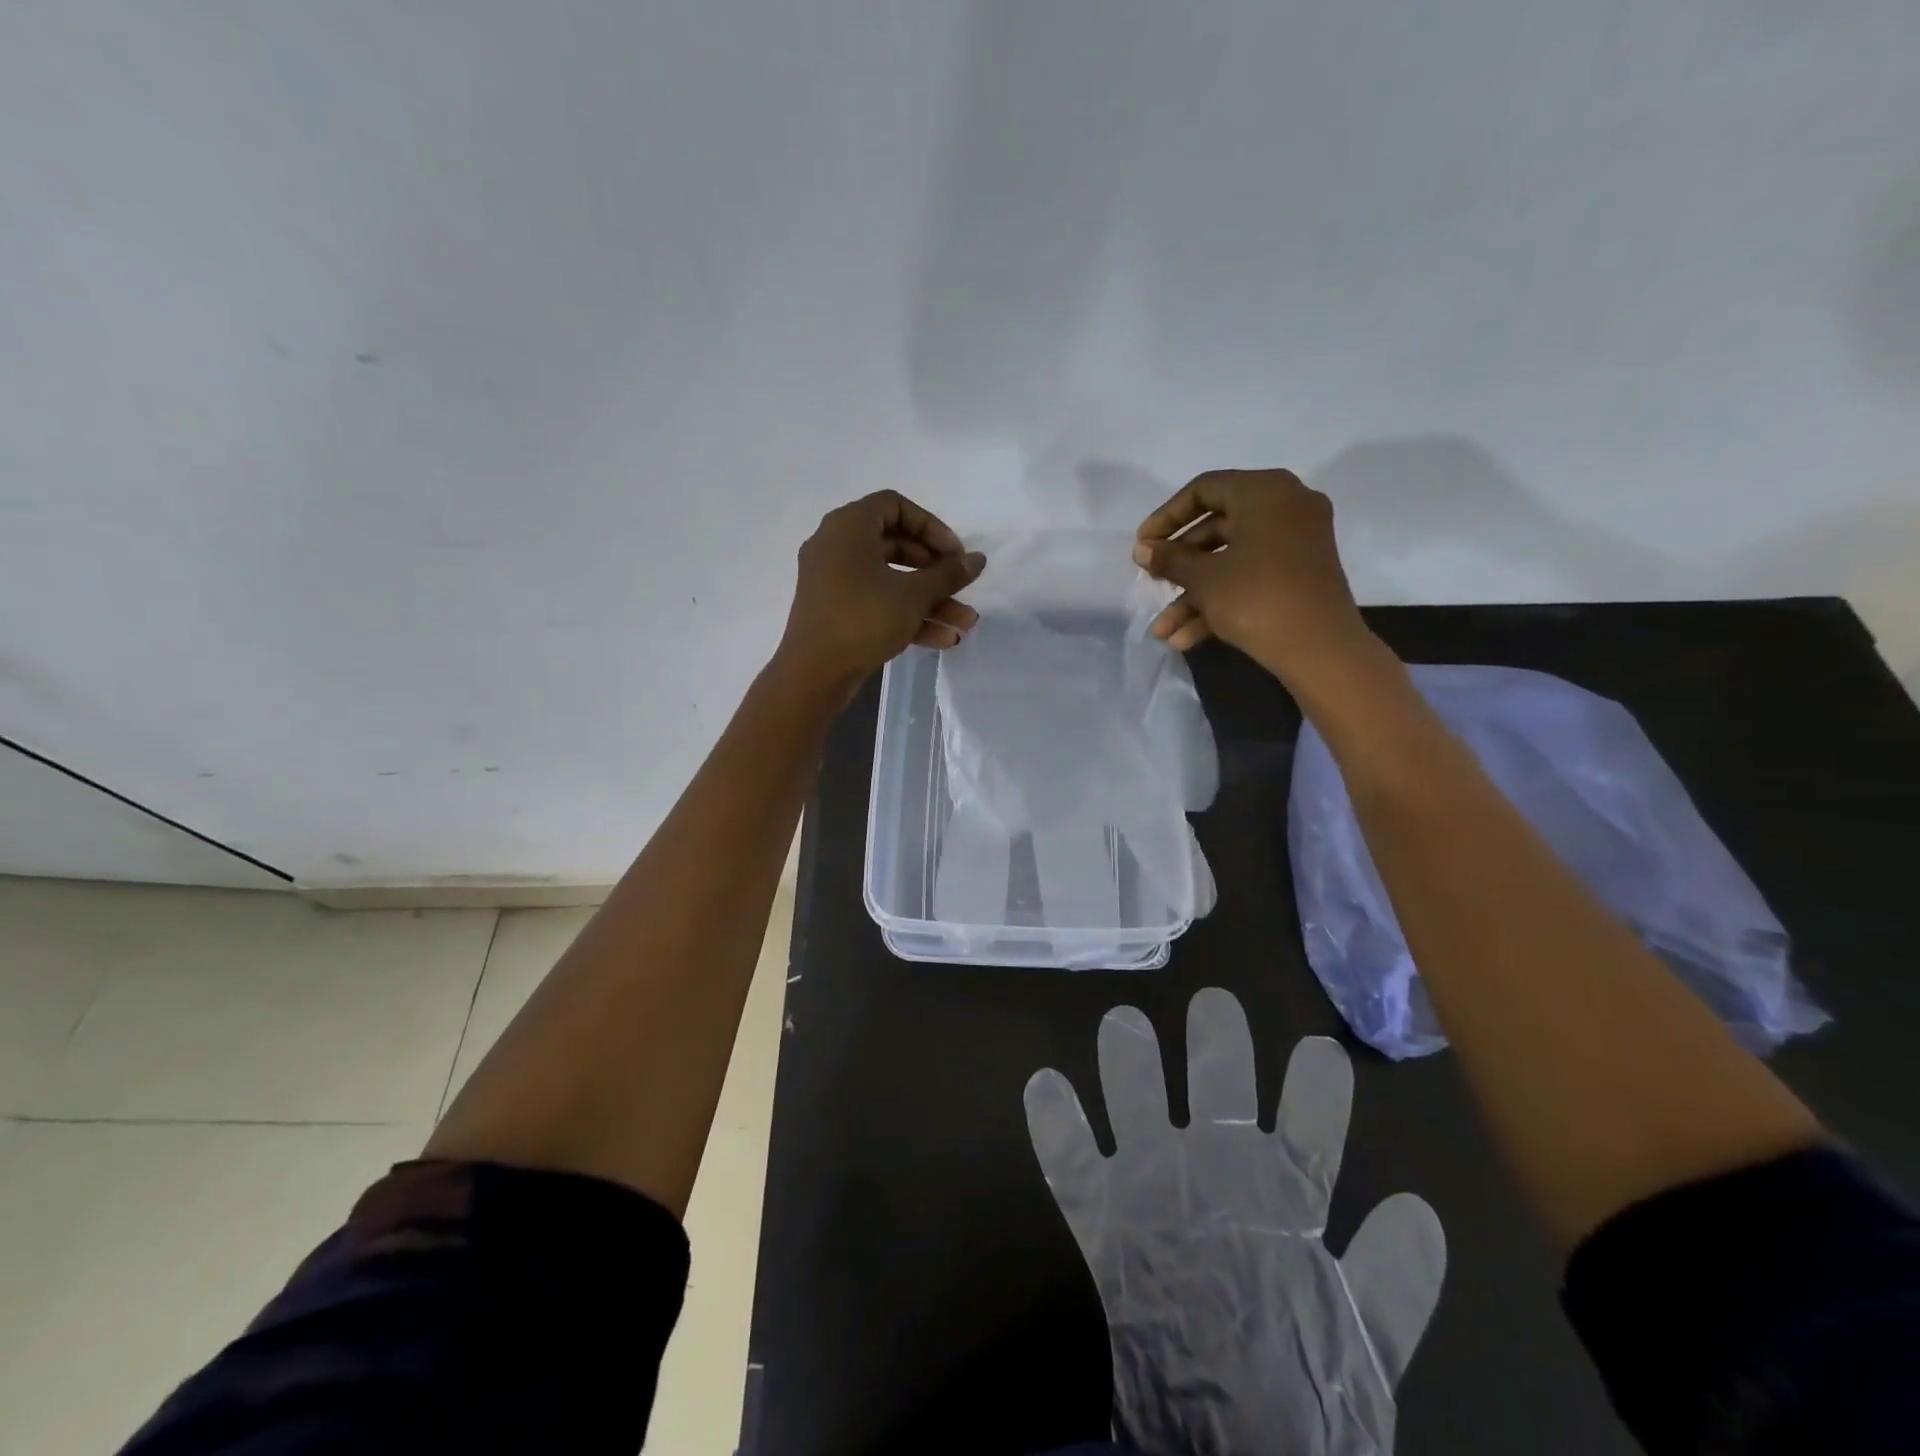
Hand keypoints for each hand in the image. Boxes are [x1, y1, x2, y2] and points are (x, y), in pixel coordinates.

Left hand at [774, 490, 984, 697]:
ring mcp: (834, 580)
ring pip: (890, 580)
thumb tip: (978, 559)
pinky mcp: (836, 610)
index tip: (954, 554)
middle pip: (896, 544)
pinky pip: (877, 602)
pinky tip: (943, 639)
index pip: (895, 505)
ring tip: (964, 623)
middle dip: (935, 570)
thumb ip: (948, 574)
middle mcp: (836, 546)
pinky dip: (907, 615)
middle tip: (961, 584)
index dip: (931, 526)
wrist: (813, 673)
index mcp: (848, 526)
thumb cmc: (863, 619)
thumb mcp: (913, 595)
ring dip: (929, 600)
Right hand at [1026, 989, 1444, 1455]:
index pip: (1306, 1134)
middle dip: (1217, 1050)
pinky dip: (1057, 1131)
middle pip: (1216, 1097)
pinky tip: (1044, 1087)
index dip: (1316, 1095)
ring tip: (1122, 1022)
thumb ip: (1391, 1280)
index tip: (1320, 1049)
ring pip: (1139, 1111)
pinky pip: (1072, 1169)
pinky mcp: (1106, 1222)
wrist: (1225, 1447)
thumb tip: (1418, 1209)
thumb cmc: (1297, 1391)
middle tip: (1215, 1003)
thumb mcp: (1359, 1341)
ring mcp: (1157, 1193)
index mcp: (1281, 1199)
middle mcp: (1218, 1178)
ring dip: (1129, 1070)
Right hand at [1134, 468, 1375, 687]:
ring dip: (1193, 595)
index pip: (1203, 490)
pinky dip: (1220, 601)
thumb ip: (1169, 559)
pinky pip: (1251, 576)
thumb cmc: (1256, 598)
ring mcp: (1295, 543)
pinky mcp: (1299, 575)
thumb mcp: (1204, 579)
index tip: (1142, 545)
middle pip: (1216, 527)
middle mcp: (1285, 507)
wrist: (1320, 649)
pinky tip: (1185, 639)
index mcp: (1264, 492)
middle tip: (1151, 581)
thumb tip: (1142, 550)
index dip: (1166, 518)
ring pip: (1231, 560)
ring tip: (1162, 630)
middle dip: (1179, 563)